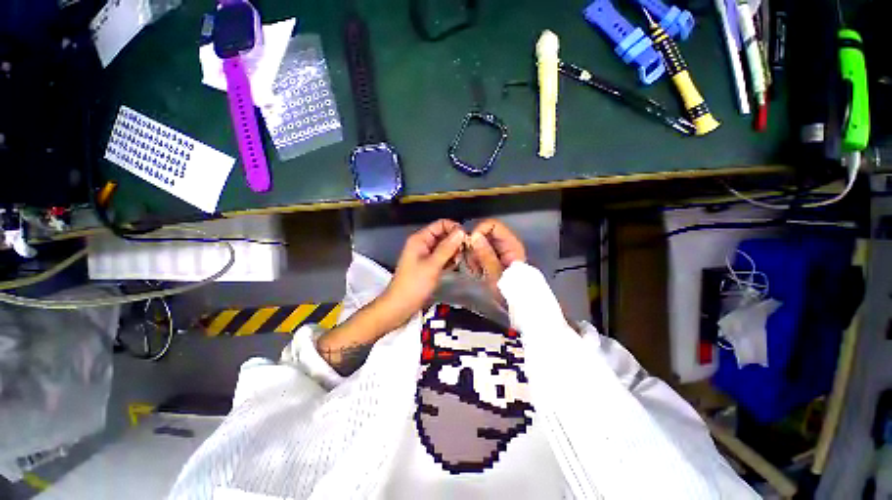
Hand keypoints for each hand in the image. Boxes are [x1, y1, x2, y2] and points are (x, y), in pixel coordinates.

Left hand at [380, 219, 465, 324]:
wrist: (400, 305)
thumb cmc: (415, 284)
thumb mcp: (433, 265)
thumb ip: (447, 247)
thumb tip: (462, 232)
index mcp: (420, 238)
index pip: (441, 224)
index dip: (455, 229)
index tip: (467, 240)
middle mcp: (423, 243)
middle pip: (444, 235)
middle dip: (455, 242)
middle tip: (465, 253)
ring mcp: (426, 254)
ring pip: (445, 246)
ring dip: (454, 252)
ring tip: (459, 261)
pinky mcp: (429, 265)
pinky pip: (442, 257)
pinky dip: (449, 260)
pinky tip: (454, 266)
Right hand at [466, 219, 526, 302]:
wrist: (517, 304)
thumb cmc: (510, 291)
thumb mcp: (496, 274)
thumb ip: (485, 254)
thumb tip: (474, 235)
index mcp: (511, 243)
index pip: (492, 224)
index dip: (479, 231)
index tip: (470, 246)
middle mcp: (506, 243)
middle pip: (484, 232)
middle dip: (473, 245)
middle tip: (471, 262)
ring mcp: (499, 249)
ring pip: (479, 242)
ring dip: (472, 254)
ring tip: (475, 269)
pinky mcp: (494, 256)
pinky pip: (479, 251)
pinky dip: (474, 259)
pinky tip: (476, 270)